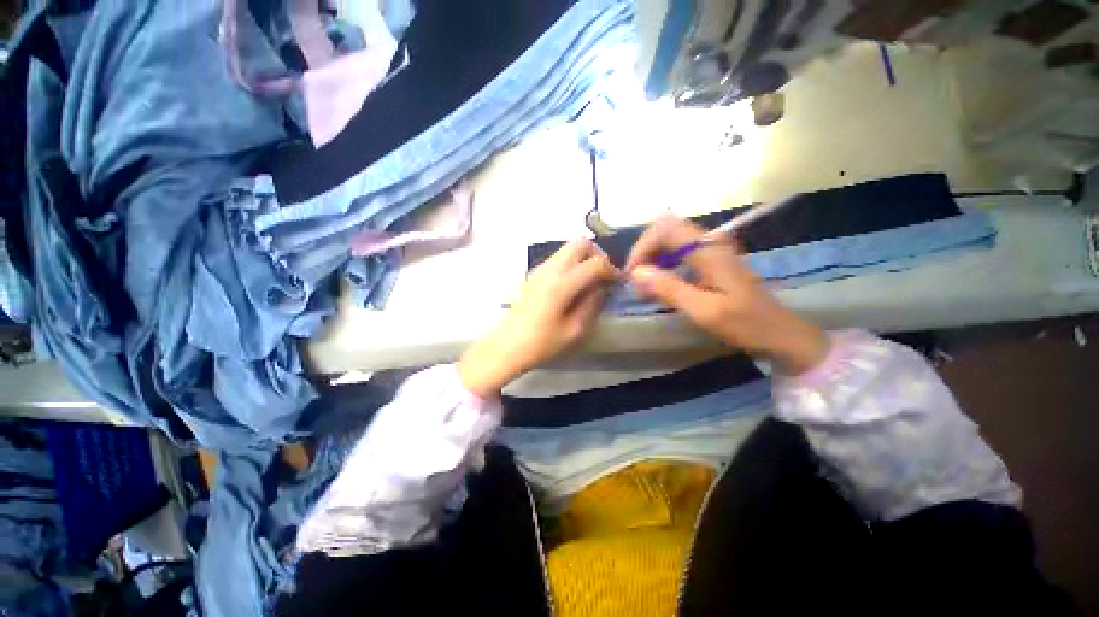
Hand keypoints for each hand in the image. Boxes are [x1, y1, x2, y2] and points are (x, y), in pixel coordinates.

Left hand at [459, 238, 618, 397]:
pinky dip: (571, 263)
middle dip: (597, 254)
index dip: (611, 270)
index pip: (595, 263)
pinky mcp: (533, 274)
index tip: (617, 281)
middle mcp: (550, 269)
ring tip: (588, 280)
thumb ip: (592, 304)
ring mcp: (539, 269)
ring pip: (567, 248)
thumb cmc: (542, 343)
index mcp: (562, 284)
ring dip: (583, 258)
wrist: (508, 345)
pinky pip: (558, 258)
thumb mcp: (574, 330)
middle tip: (602, 275)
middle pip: (580, 243)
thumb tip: (602, 287)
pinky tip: (572, 285)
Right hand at [625, 215, 828, 374]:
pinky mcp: (712, 262)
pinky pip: (679, 254)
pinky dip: (663, 266)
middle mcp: (710, 243)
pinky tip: (660, 286)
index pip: (665, 229)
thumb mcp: (704, 310)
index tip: (631, 274)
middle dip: (645, 252)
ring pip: (670, 241)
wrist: (781, 334)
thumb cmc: (745, 324)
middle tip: (635, 280)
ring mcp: (712, 251)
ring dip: (652, 259)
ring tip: (644, 286)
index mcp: (709, 250)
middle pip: (666, 230)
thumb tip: (636, 272)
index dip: (642, 247)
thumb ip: (669, 288)